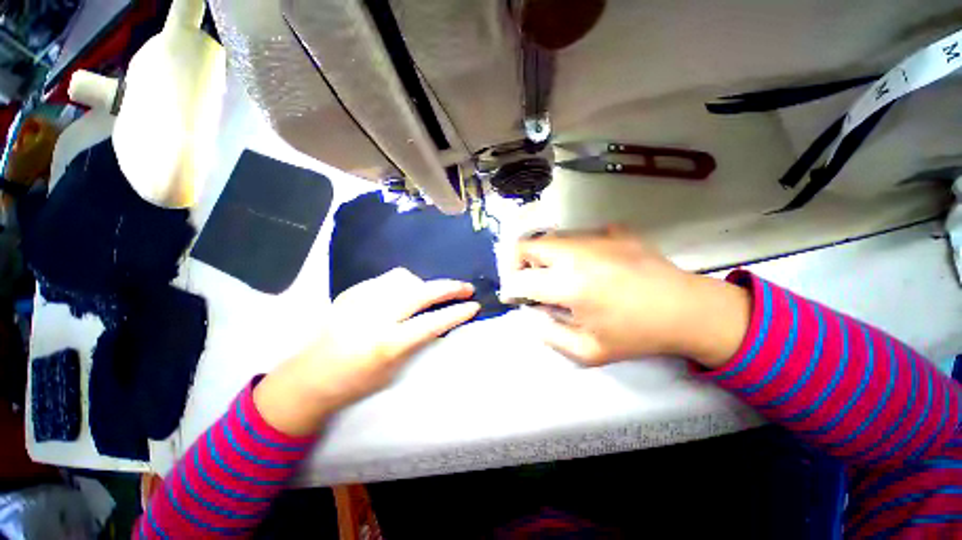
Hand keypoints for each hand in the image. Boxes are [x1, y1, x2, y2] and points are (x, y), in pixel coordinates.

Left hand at [254, 268, 479, 435]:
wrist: (310, 376)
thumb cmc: (356, 382)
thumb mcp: (394, 369)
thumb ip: (418, 341)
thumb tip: (439, 319)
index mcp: (387, 343)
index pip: (432, 322)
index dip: (457, 312)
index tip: (474, 306)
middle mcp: (375, 315)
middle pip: (422, 291)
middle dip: (450, 287)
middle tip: (466, 288)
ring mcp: (361, 299)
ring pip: (404, 278)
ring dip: (424, 284)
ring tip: (430, 293)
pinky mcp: (352, 292)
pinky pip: (387, 280)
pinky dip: (403, 284)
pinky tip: (403, 295)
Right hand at [502, 227, 750, 367]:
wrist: (687, 309)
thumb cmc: (637, 335)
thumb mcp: (588, 351)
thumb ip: (548, 334)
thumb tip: (530, 312)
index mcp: (569, 285)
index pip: (519, 279)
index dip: (509, 289)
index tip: (511, 297)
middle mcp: (576, 253)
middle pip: (526, 245)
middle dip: (515, 264)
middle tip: (525, 282)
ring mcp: (595, 236)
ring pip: (548, 238)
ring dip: (541, 257)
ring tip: (554, 276)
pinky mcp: (611, 230)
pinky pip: (575, 236)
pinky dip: (567, 251)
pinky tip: (582, 267)